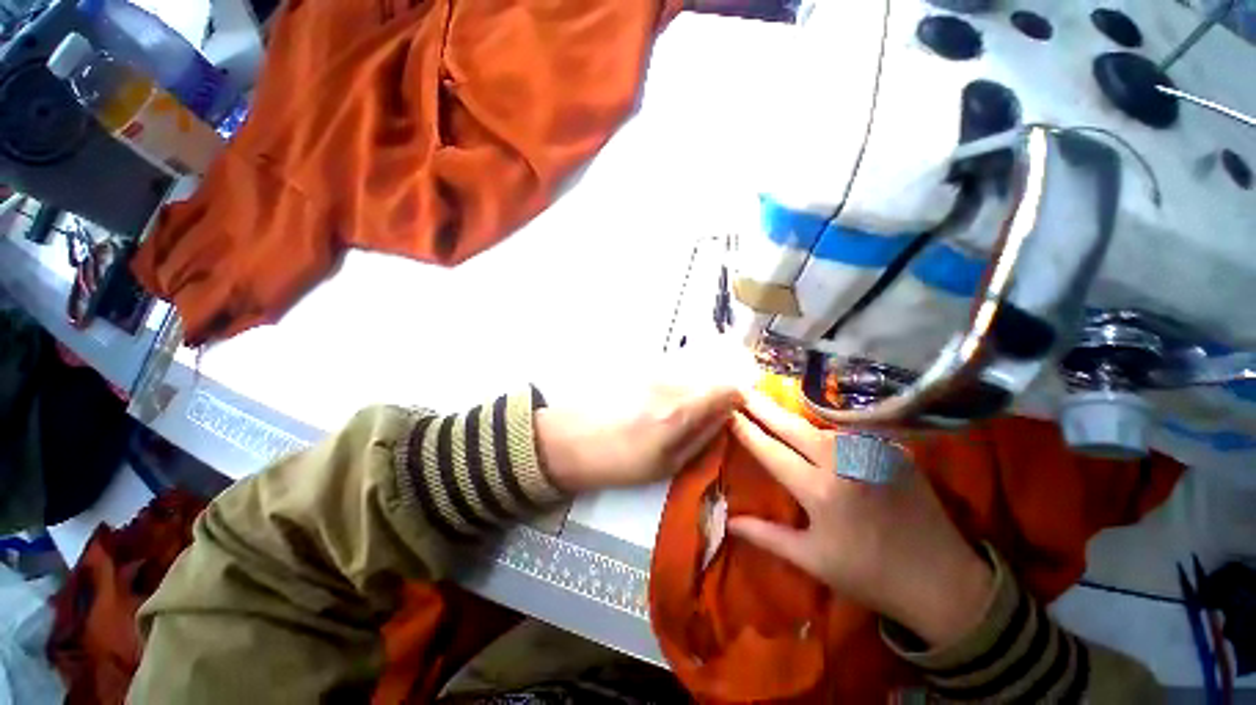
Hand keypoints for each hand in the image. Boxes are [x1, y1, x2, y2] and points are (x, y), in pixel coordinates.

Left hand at [535, 385, 741, 493]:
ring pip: (689, 375)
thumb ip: (701, 438)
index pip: (725, 389)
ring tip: (677, 415)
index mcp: (680, 410)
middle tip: (707, 417)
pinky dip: (674, 385)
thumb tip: (724, 419)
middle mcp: (670, 384)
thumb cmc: (618, 462)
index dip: (737, 398)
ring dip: (693, 390)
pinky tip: (658, 404)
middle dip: (715, 395)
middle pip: (708, 378)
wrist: (568, 440)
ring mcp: (651, 372)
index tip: (735, 410)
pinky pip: (669, 373)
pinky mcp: (637, 369)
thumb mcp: (666, 465)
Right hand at [727, 391, 993, 647]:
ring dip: (793, 416)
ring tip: (771, 405)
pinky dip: (826, 429)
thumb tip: (729, 522)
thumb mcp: (813, 559)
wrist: (943, 580)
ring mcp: (872, 453)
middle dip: (763, 407)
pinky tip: (815, 426)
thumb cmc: (869, 574)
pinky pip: (850, 434)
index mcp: (819, 491)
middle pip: (792, 426)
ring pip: (821, 427)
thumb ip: (767, 536)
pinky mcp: (893, 451)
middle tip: (742, 389)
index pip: (771, 451)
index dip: (747, 430)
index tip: (728, 412)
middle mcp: (843, 463)